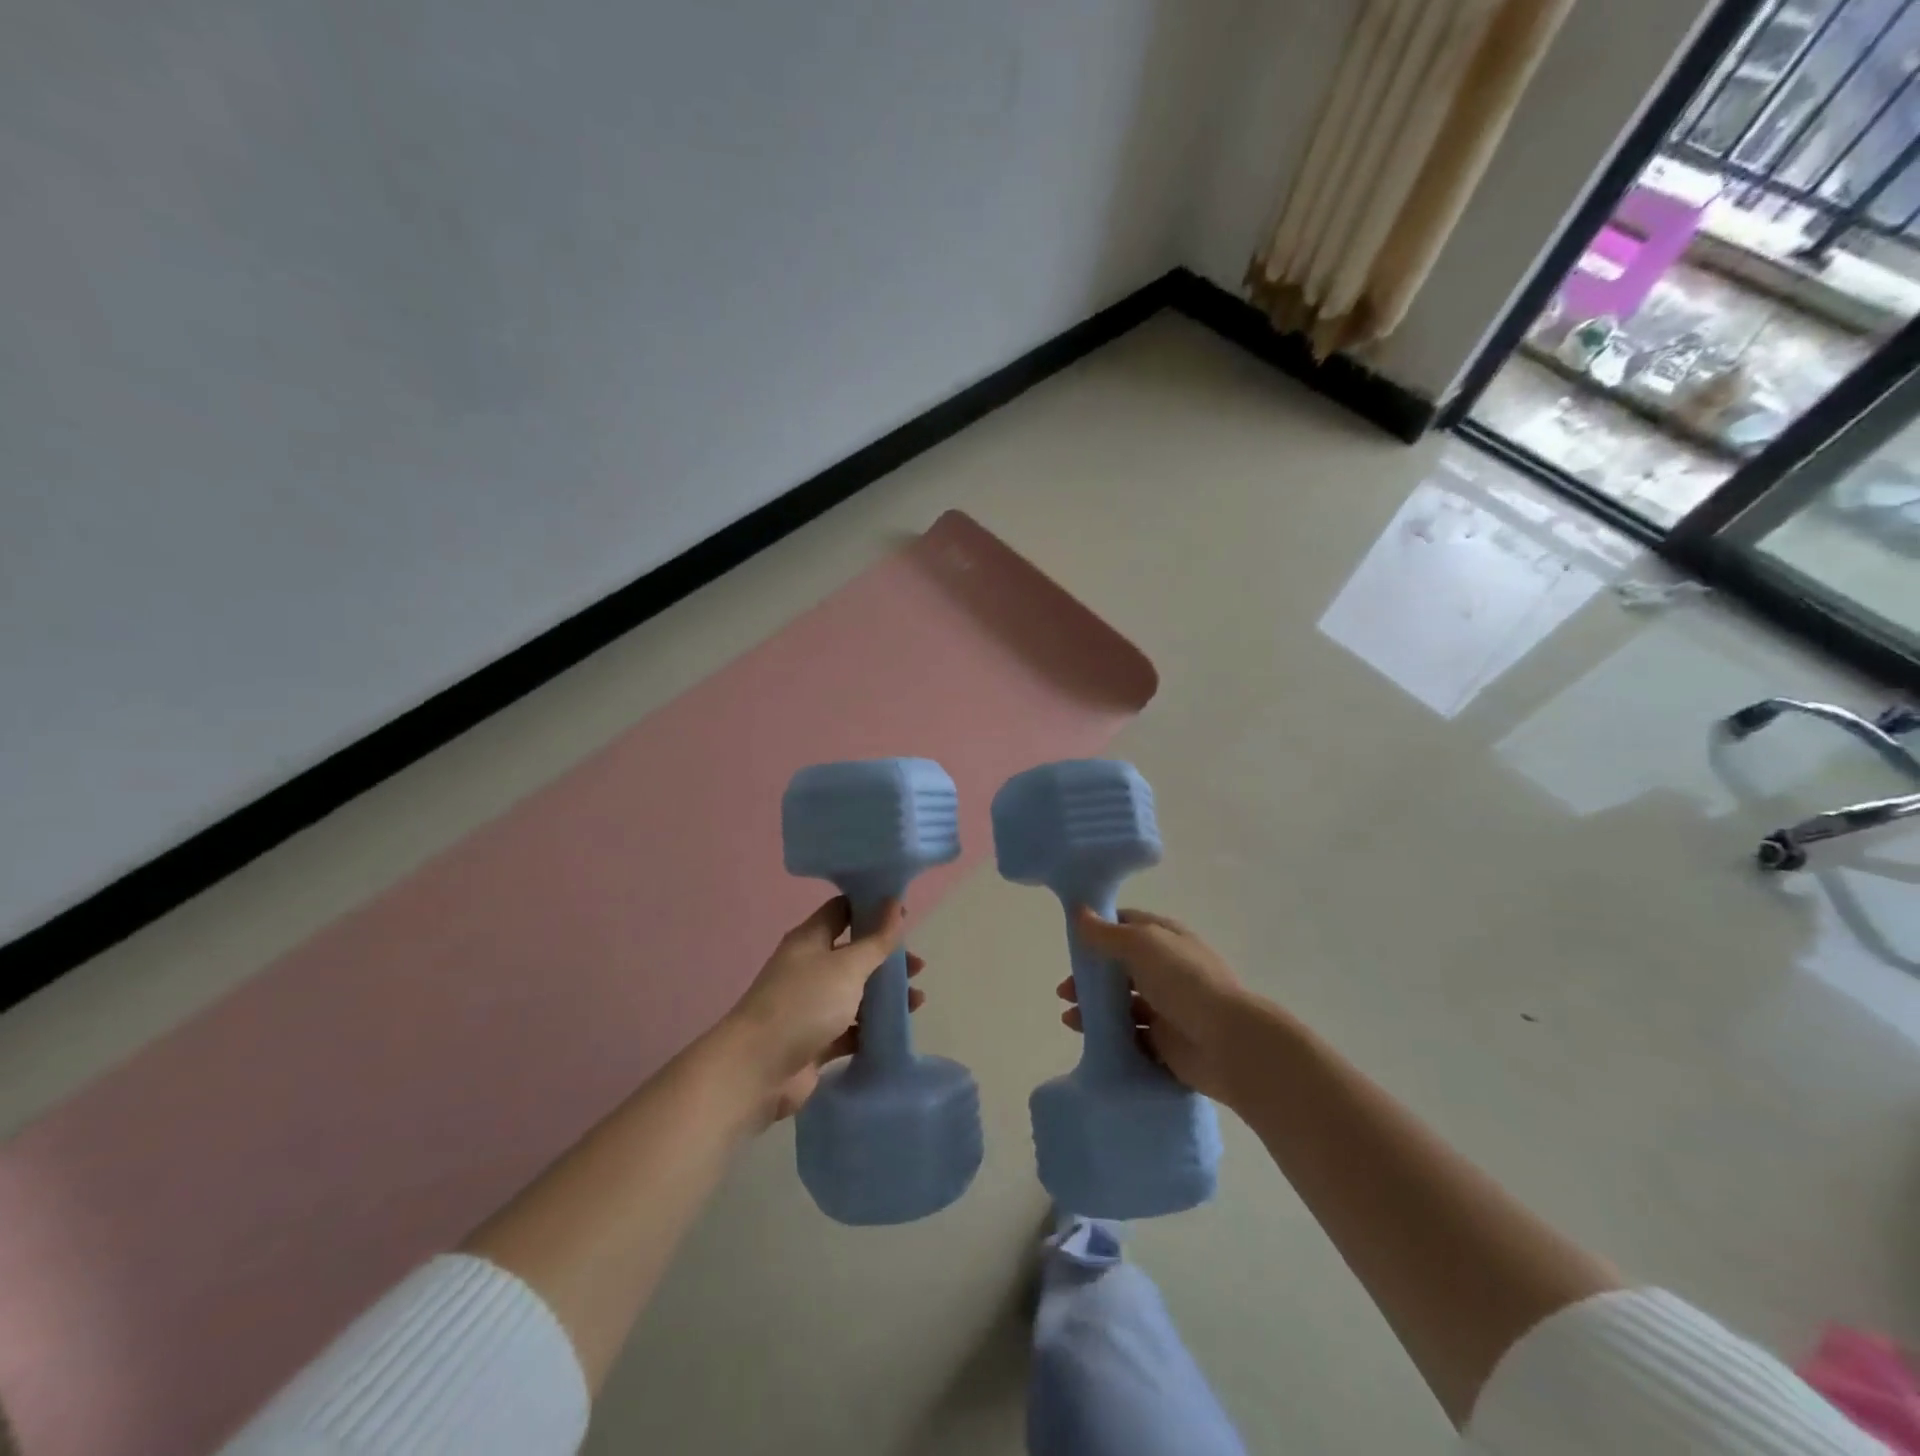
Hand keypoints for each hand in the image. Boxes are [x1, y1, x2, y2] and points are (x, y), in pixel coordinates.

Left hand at [725, 896, 923, 1123]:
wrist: (757, 1070)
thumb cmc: (803, 1004)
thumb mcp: (847, 967)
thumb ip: (875, 940)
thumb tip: (894, 903)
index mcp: (810, 940)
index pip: (842, 910)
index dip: (871, 908)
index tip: (903, 913)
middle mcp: (810, 968)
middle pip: (854, 954)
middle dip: (886, 958)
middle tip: (917, 966)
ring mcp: (812, 1006)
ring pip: (856, 993)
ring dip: (884, 995)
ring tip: (917, 1001)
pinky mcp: (816, 1041)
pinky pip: (851, 1028)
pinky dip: (873, 1028)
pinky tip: (898, 1030)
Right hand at [1059, 907, 1256, 1103]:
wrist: (1226, 1042)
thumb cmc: (1184, 981)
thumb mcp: (1141, 944)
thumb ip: (1107, 933)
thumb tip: (1079, 911)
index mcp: (1167, 939)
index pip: (1128, 926)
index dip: (1100, 930)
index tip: (1072, 942)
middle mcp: (1167, 970)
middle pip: (1121, 969)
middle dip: (1091, 977)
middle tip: (1065, 990)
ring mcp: (1167, 1007)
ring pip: (1123, 1004)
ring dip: (1094, 1008)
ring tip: (1069, 1017)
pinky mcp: (1165, 1042)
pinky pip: (1130, 1036)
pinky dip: (1107, 1036)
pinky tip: (1087, 1038)